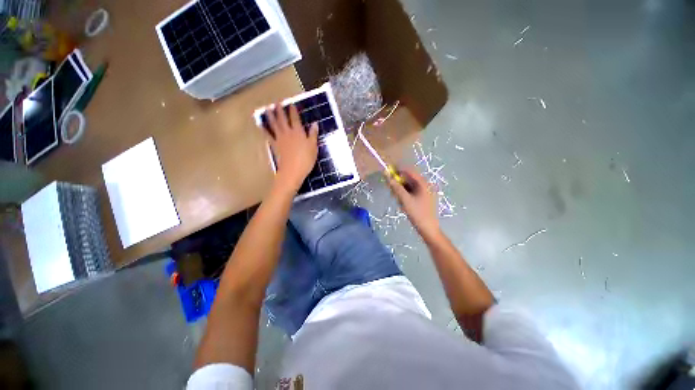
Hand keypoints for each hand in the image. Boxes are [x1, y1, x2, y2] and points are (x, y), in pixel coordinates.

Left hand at [264, 103, 318, 190]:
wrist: (292, 171)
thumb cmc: (306, 159)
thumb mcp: (313, 147)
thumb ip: (313, 134)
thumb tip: (315, 123)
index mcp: (298, 132)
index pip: (295, 118)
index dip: (293, 111)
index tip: (291, 104)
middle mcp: (288, 133)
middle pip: (283, 119)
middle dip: (280, 110)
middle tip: (277, 102)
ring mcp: (280, 139)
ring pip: (274, 124)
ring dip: (270, 116)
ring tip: (267, 108)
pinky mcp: (275, 146)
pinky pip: (268, 136)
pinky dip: (264, 130)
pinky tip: (261, 125)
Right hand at [386, 167, 440, 237]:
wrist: (428, 229)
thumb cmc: (417, 213)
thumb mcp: (405, 200)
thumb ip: (396, 188)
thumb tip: (388, 177)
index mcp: (423, 184)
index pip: (409, 171)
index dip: (398, 171)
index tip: (388, 173)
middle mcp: (425, 185)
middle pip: (409, 179)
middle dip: (399, 182)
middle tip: (391, 189)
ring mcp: (424, 192)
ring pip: (409, 186)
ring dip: (401, 189)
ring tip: (396, 198)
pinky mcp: (422, 199)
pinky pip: (411, 192)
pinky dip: (405, 194)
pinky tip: (401, 202)